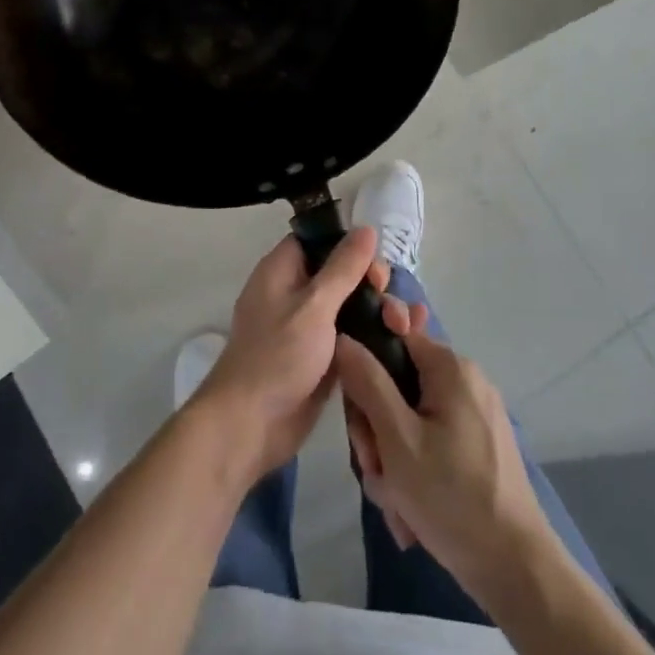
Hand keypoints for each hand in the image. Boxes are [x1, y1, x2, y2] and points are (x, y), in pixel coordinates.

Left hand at [192, 226, 387, 483]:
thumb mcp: (314, 306)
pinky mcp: (321, 359)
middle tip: (388, 300)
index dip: (347, 244)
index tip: (374, 260)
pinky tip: (404, 341)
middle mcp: (293, 294)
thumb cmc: (277, 356)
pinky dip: (373, 337)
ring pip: (350, 307)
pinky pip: (352, 337)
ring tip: (404, 326)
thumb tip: (366, 228)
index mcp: (281, 271)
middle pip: (340, 274)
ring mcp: (308, 329)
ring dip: (378, 312)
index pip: (317, 241)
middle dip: (371, 283)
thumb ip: (343, 268)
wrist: (251, 425)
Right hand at [336, 304, 555, 598]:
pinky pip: (430, 444)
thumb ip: (367, 382)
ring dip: (392, 459)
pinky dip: (414, 472)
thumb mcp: (397, 438)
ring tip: (395, 500)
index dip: (366, 372)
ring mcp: (475, 416)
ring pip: (409, 421)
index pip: (392, 339)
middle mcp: (465, 382)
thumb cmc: (452, 496)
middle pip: (398, 386)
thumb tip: (343, 338)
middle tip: (374, 468)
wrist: (515, 569)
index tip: (357, 417)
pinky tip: (411, 511)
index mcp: (451, 368)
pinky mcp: (478, 448)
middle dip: (377, 430)